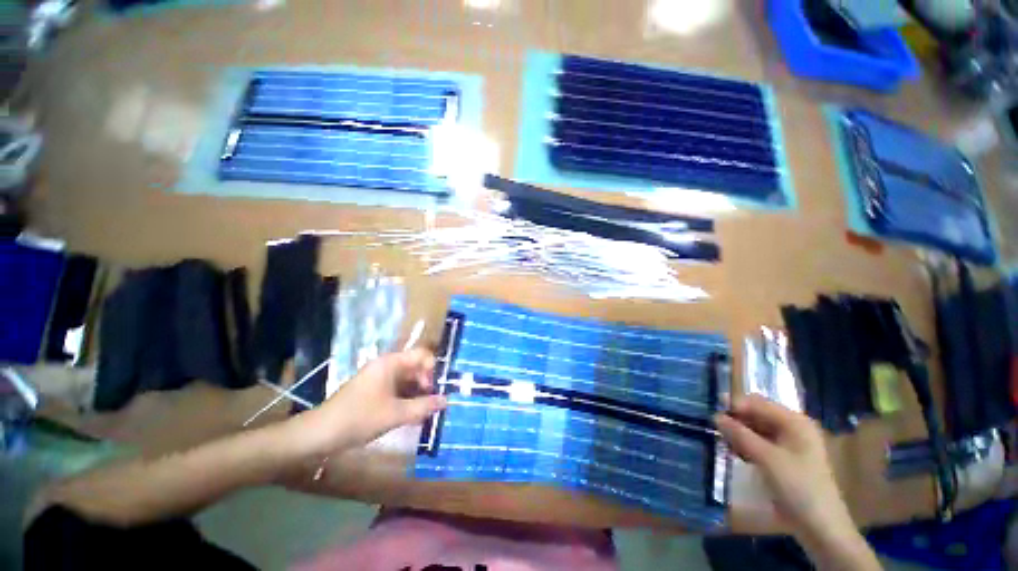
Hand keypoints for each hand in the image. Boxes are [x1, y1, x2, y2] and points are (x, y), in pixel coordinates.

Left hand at [294, 349, 447, 455]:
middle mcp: (386, 366)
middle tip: (433, 403)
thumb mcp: (395, 414)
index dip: (433, 368)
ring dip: (418, 394)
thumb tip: (447, 400)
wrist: (318, 434)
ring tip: (425, 412)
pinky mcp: (374, 391)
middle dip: (427, 383)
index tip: (437, 388)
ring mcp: (379, 378)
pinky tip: (411, 415)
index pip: (422, 355)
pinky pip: (397, 390)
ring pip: (407, 380)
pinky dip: (406, 399)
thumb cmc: (359, 418)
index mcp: (391, 363)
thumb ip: (423, 406)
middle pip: (416, 367)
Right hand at [715, 395, 855, 541]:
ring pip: (757, 429)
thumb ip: (740, 434)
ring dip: (739, 433)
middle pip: (757, 414)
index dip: (735, 405)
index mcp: (795, 421)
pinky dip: (746, 445)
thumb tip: (715, 416)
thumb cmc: (798, 486)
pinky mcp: (785, 459)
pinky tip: (734, 451)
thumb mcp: (766, 458)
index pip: (758, 403)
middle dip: (736, 419)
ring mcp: (790, 444)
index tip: (713, 413)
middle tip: (715, 428)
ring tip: (722, 440)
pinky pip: (761, 443)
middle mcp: (793, 428)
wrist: (820, 526)